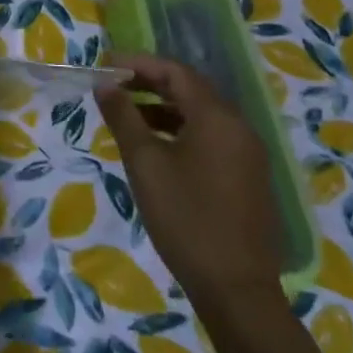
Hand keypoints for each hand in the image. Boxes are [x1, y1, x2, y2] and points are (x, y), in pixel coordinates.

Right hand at [94, 52, 285, 317]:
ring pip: (201, 114)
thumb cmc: (185, 218)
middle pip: (191, 89)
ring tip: (126, 114)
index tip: (105, 66)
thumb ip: (123, 117)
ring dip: (163, 107)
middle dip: (149, 82)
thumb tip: (105, 84)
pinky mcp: (248, 177)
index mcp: (217, 117)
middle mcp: (239, 127)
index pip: (176, 72)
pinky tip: (155, 146)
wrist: (236, 289)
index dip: (139, 63)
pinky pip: (211, 137)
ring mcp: (247, 153)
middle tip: (112, 86)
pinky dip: (180, 130)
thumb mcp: (145, 163)